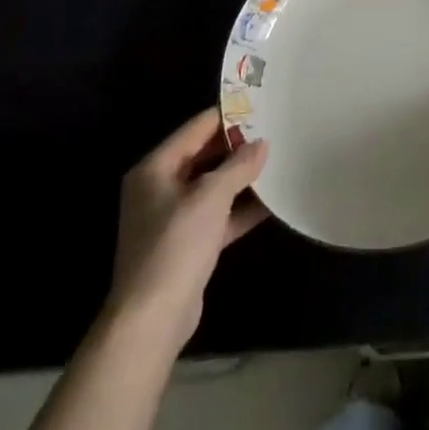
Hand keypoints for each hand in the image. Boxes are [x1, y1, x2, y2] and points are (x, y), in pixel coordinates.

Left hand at [109, 109, 267, 347]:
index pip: (197, 128)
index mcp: (155, 168)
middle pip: (204, 156)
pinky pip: (217, 216)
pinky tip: (270, 203)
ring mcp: (172, 219)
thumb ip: (239, 166)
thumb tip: (262, 144)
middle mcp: (159, 188)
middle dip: (237, 148)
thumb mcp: (211, 196)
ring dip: (241, 179)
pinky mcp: (186, 245)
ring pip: (212, 187)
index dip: (228, 117)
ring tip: (277, 163)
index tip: (261, 108)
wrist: (151, 321)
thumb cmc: (175, 245)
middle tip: (274, 134)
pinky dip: (239, 209)